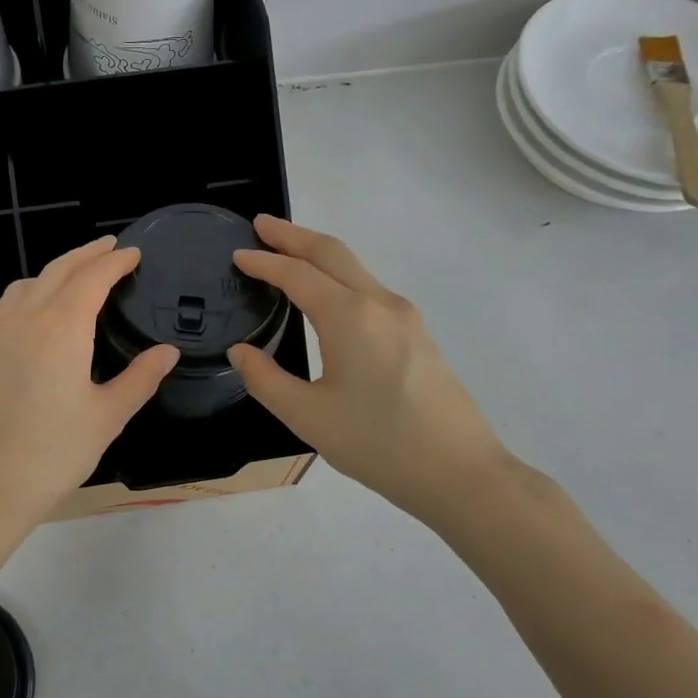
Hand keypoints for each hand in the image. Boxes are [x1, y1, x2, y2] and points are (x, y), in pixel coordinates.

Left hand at [0, 236, 178, 546]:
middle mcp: (22, 322)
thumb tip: (166, 352)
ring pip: (23, 288)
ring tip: (72, 279)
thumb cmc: (53, 455)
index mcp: (60, 329)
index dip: (114, 261)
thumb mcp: (107, 418)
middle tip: (107, 248)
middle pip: (55, 272)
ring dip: (51, 273)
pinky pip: (4, 314)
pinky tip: (37, 327)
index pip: (91, 278)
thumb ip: (140, 379)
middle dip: (84, 255)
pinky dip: (28, 301)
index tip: (132, 253)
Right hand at [229, 215, 508, 517]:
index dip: (263, 262)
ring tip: (288, 257)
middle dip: (293, 235)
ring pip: (355, 269)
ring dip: (319, 255)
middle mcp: (380, 304)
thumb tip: (241, 352)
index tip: (238, 254)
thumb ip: (265, 379)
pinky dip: (340, 279)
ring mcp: (406, 317)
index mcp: (349, 317)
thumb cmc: (377, 444)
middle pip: (332, 252)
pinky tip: (327, 298)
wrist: (459, 472)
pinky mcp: (418, 335)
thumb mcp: (307, 416)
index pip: (297, 274)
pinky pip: (370, 290)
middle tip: (261, 225)